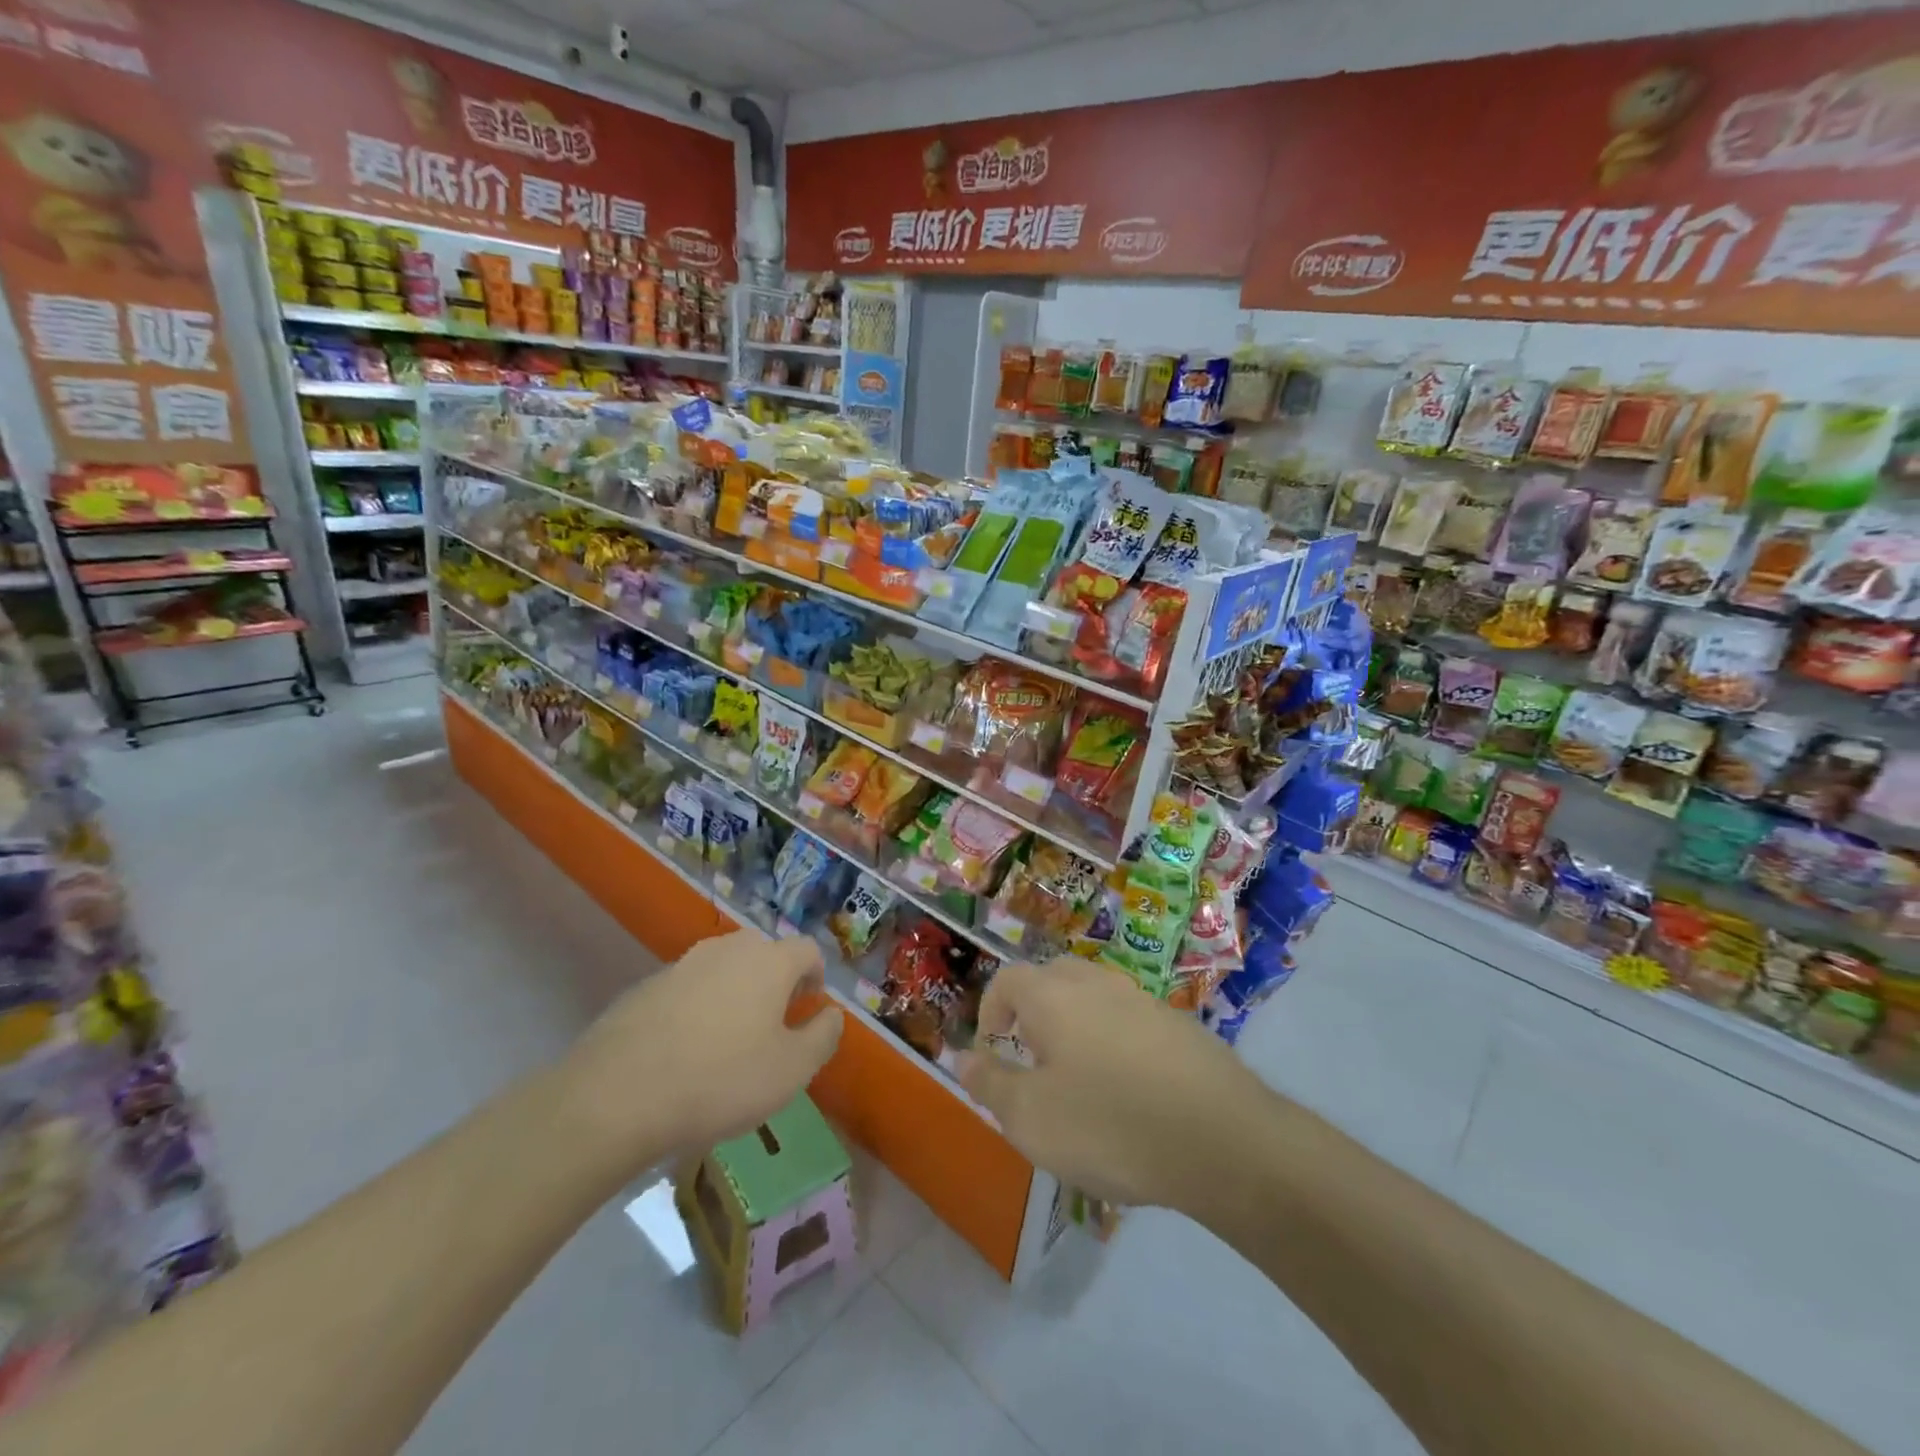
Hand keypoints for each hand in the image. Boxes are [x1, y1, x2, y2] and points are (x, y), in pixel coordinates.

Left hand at [560, 929, 843, 1173]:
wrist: (616, 1095)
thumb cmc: (720, 1080)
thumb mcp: (791, 1070)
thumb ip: (823, 1036)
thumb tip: (832, 1014)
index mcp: (768, 961)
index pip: (807, 949)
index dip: (816, 976)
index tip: (809, 1008)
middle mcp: (727, 950)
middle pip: (764, 953)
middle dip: (775, 982)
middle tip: (773, 1024)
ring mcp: (682, 964)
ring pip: (723, 969)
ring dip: (735, 993)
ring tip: (729, 1040)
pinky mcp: (646, 986)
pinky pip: (688, 989)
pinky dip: (698, 1008)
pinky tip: (686, 1051)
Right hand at [957, 958, 1267, 1211]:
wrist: (1222, 1138)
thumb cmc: (1109, 1124)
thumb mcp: (1031, 1119)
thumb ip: (990, 1084)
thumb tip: (964, 1058)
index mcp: (1053, 995)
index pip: (1007, 980)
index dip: (990, 1010)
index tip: (993, 1050)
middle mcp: (1095, 983)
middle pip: (1051, 979)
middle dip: (1032, 1012)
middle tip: (1031, 1059)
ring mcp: (1142, 999)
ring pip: (1093, 999)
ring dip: (1074, 1028)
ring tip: (1079, 1081)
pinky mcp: (1178, 1025)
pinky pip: (1129, 1023)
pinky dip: (1114, 1044)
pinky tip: (1128, 1093)